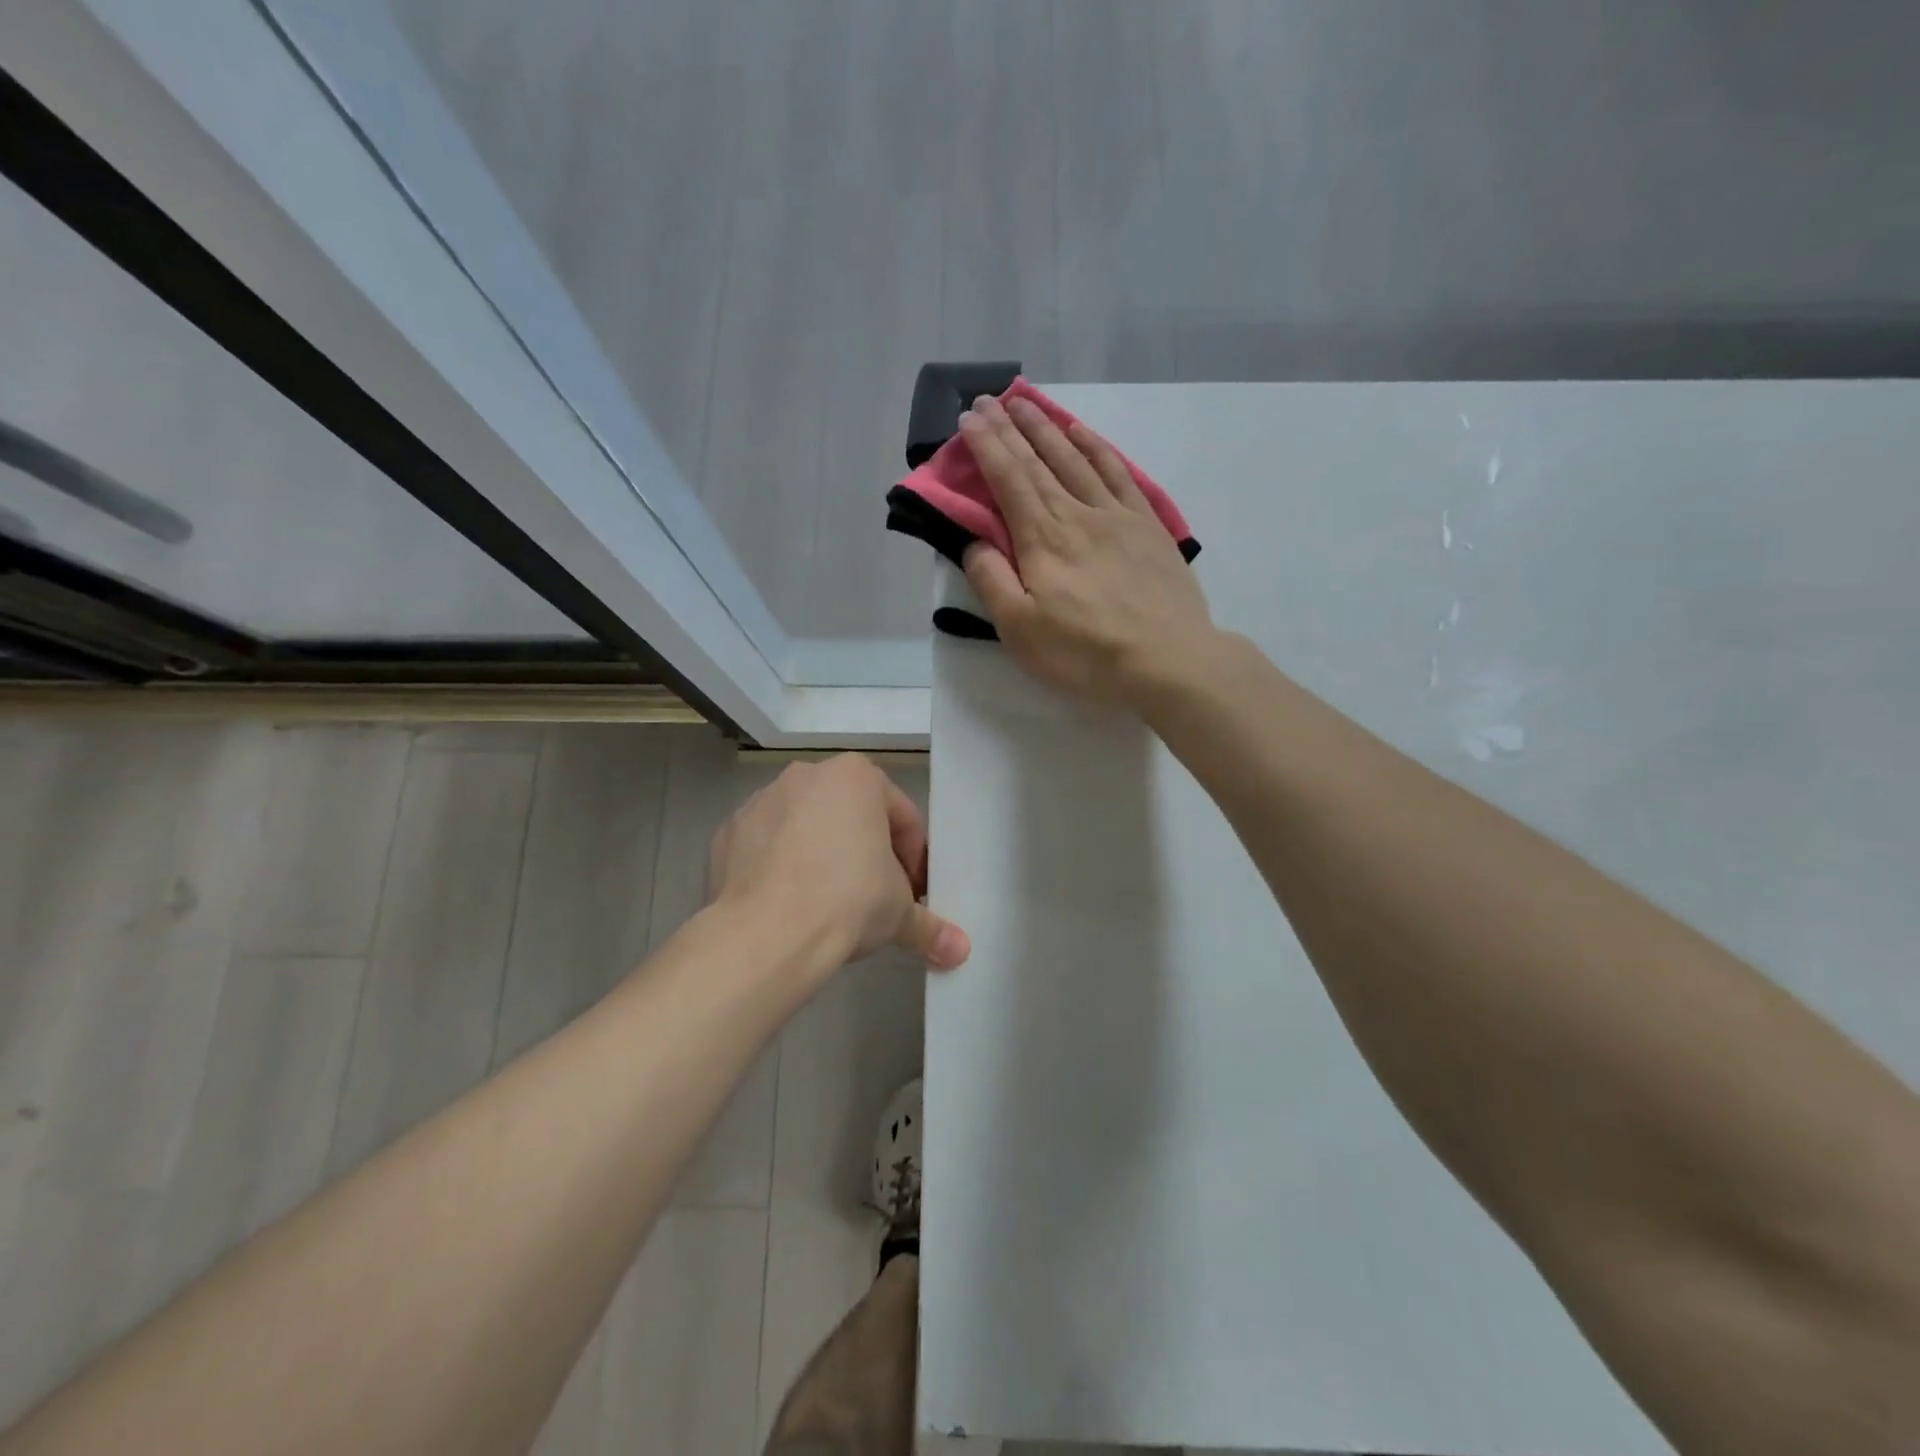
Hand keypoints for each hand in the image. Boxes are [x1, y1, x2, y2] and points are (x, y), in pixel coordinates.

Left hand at [706, 754, 970, 972]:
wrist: (764, 934)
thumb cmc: (847, 901)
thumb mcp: (898, 912)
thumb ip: (929, 926)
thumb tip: (960, 951)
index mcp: (856, 776)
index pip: (901, 816)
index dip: (913, 858)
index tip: (912, 894)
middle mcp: (806, 776)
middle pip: (850, 816)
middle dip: (866, 853)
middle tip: (874, 898)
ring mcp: (760, 801)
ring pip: (805, 827)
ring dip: (821, 857)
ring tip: (827, 905)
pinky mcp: (726, 833)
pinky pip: (765, 847)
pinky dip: (778, 868)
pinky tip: (786, 905)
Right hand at [958, 394, 1215, 707]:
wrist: (1169, 660)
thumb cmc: (1086, 653)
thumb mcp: (1021, 630)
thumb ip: (991, 581)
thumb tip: (975, 541)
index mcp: (1043, 539)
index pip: (1008, 479)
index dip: (987, 446)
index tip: (969, 419)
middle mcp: (1078, 514)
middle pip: (1039, 462)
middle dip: (1010, 428)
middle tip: (988, 400)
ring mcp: (1117, 516)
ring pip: (1077, 458)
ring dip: (1048, 428)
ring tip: (1028, 404)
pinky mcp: (1147, 526)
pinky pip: (1118, 473)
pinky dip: (1097, 447)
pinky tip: (1084, 433)